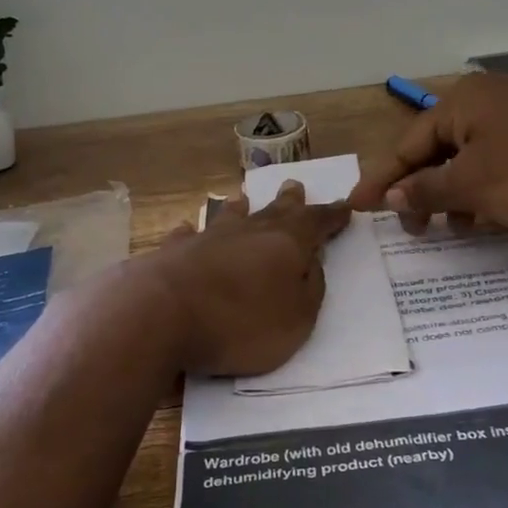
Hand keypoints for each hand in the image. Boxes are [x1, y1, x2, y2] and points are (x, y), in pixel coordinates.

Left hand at [134, 181, 349, 375]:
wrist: (161, 316)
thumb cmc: (241, 323)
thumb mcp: (297, 318)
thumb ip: (310, 289)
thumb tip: (312, 263)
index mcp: (286, 244)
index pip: (316, 223)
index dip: (332, 217)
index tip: (345, 207)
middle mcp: (247, 231)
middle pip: (273, 211)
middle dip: (288, 201)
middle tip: (294, 184)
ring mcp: (206, 238)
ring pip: (228, 216)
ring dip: (239, 209)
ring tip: (243, 199)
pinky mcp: (172, 253)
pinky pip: (186, 237)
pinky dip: (191, 233)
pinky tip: (186, 228)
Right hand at [350, 73, 507, 232]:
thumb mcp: (474, 186)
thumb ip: (426, 190)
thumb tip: (391, 197)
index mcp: (462, 102)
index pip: (407, 144)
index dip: (382, 180)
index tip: (357, 207)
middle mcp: (488, 99)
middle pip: (437, 150)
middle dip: (424, 192)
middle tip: (414, 230)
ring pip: (470, 159)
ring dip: (457, 196)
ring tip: (457, 228)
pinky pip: (500, 161)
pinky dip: (488, 189)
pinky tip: (493, 216)